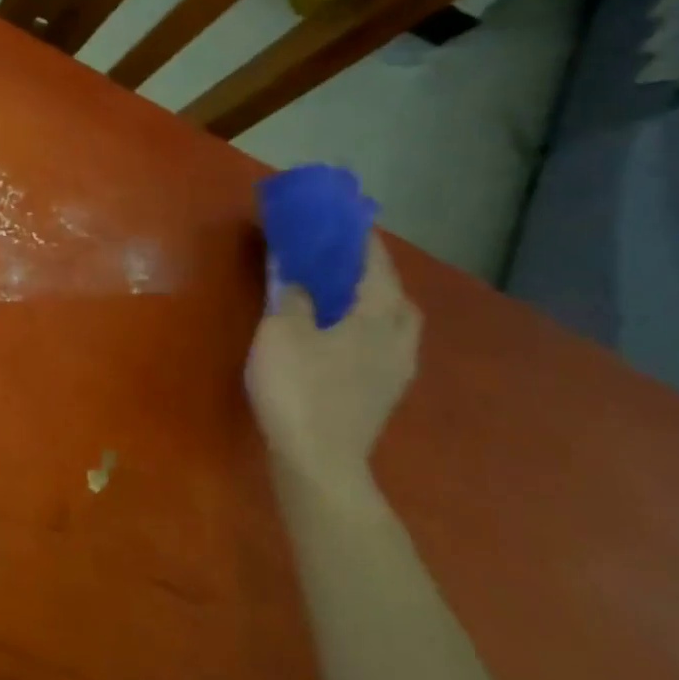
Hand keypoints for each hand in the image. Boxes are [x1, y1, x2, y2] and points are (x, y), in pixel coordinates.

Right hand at [246, 234, 421, 483]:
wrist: (318, 459)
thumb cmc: (298, 388)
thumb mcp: (281, 333)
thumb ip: (290, 296)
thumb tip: (295, 272)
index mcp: (376, 315)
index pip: (374, 264)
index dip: (360, 239)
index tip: (345, 220)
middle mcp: (397, 338)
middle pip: (396, 295)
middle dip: (375, 275)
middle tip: (344, 266)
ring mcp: (396, 370)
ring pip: (396, 325)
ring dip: (376, 307)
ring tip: (344, 302)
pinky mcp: (384, 395)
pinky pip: (384, 348)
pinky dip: (369, 333)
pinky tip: (343, 342)